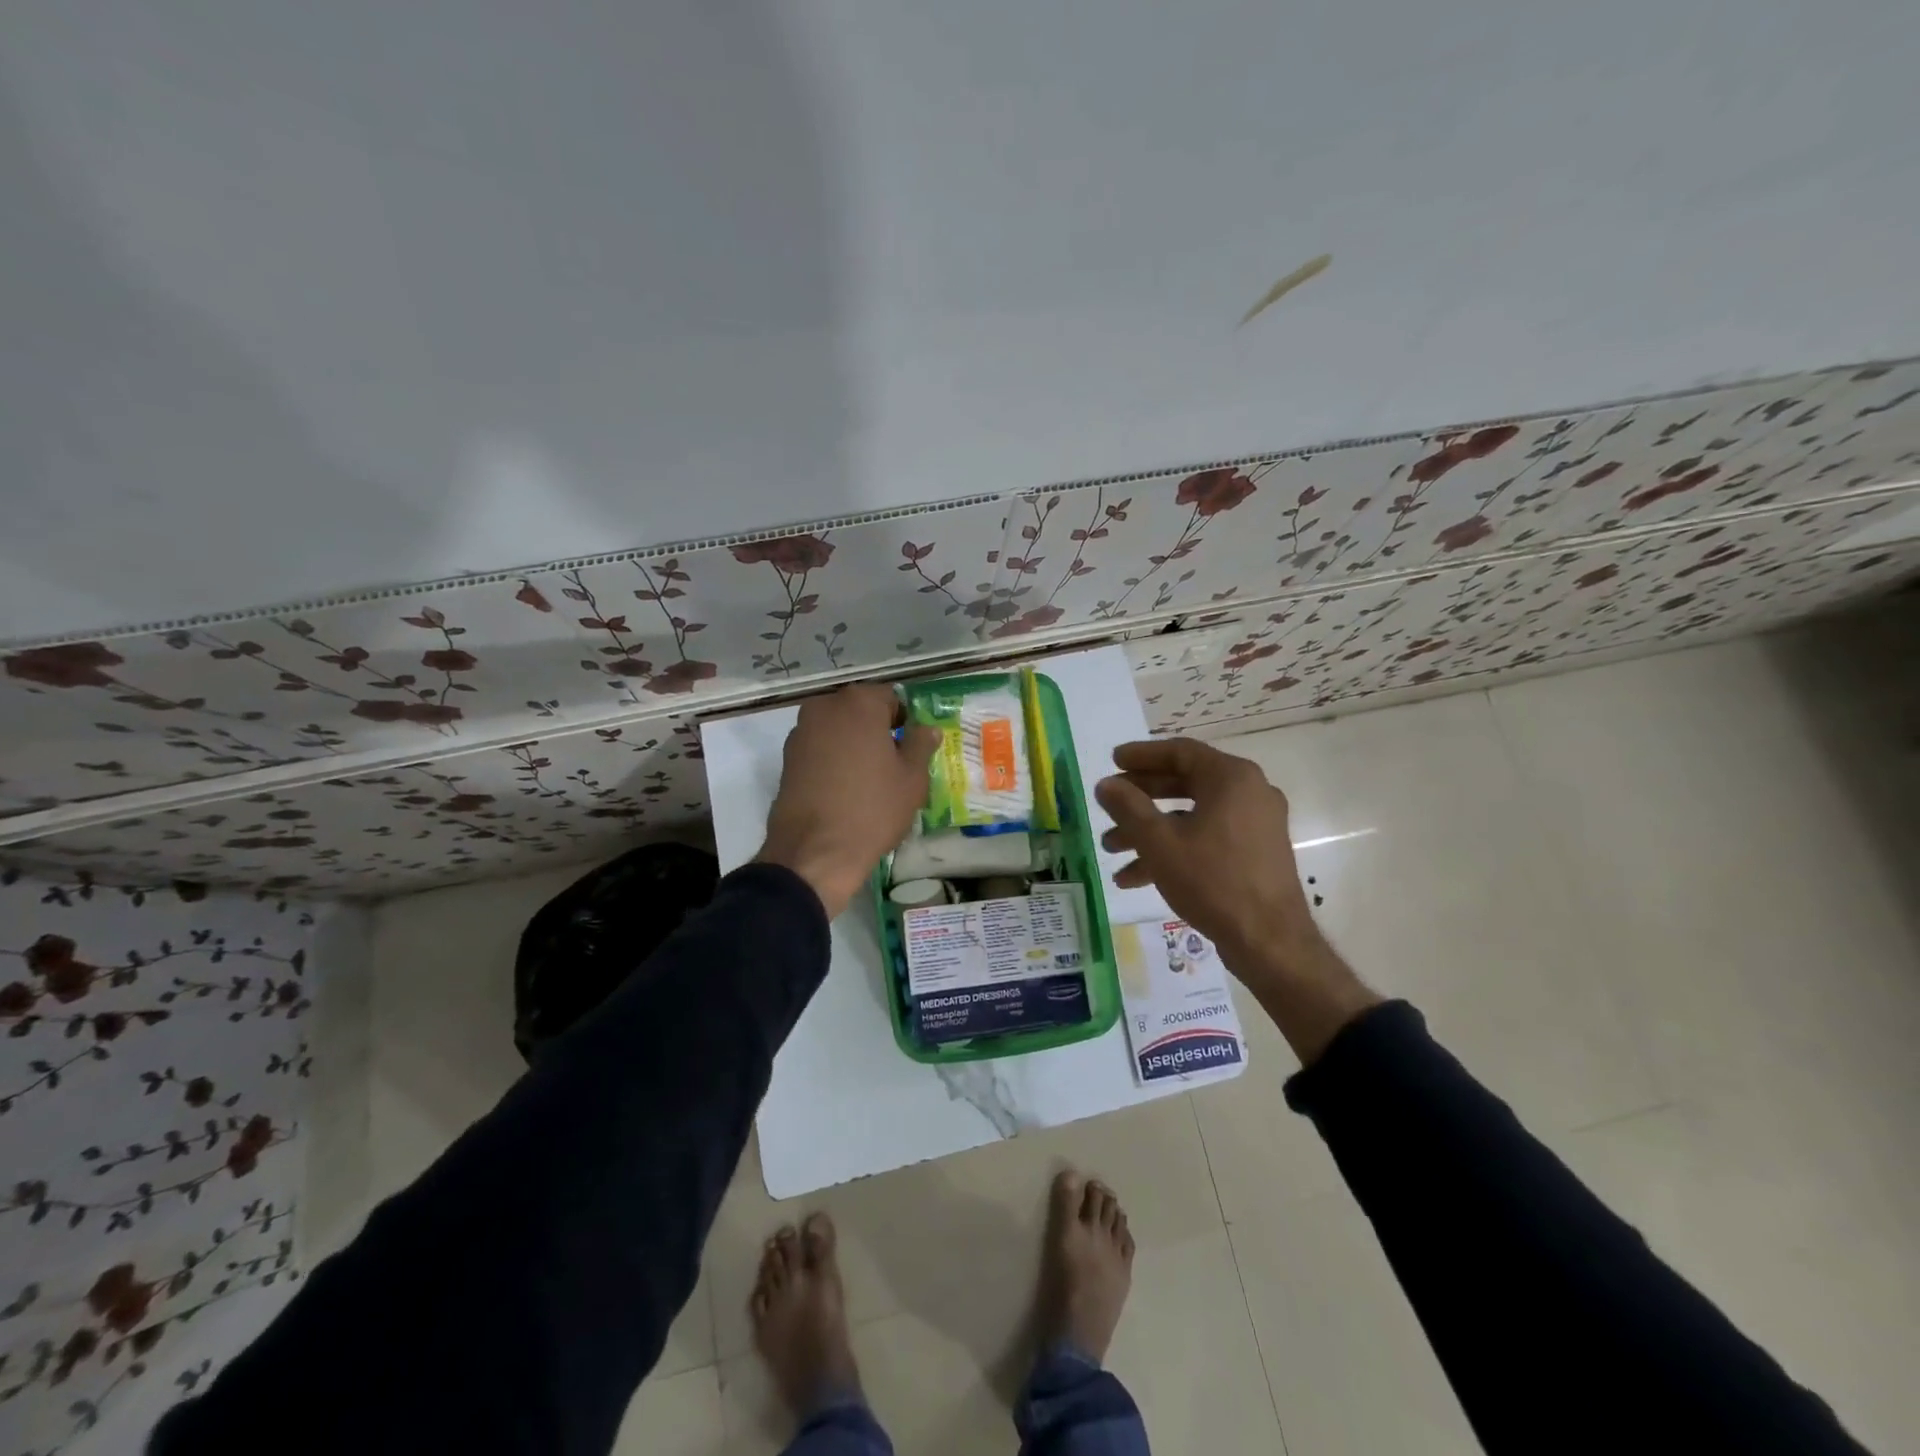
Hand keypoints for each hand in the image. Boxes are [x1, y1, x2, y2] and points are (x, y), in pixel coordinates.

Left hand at [757, 684, 939, 918]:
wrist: (814, 852)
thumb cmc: (872, 809)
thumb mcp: (912, 779)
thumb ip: (921, 745)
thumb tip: (927, 728)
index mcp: (859, 702)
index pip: (890, 697)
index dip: (904, 721)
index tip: (911, 748)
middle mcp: (825, 706)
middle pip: (860, 710)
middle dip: (876, 730)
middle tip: (892, 764)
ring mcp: (801, 731)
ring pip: (838, 729)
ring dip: (853, 744)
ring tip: (868, 780)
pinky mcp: (786, 758)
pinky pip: (820, 749)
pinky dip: (833, 760)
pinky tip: (843, 789)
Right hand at [1095, 738, 1378, 1061]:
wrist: (1269, 941)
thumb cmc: (1212, 880)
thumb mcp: (1159, 841)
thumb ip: (1128, 807)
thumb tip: (1105, 784)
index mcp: (1231, 778)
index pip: (1180, 752)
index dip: (1142, 755)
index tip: (1113, 760)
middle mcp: (1249, 792)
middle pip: (1185, 783)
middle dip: (1140, 798)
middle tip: (1109, 803)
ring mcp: (1255, 824)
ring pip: (1192, 816)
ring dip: (1150, 830)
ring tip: (1111, 849)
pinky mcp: (1255, 853)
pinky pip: (1207, 838)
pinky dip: (1174, 849)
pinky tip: (1135, 878)